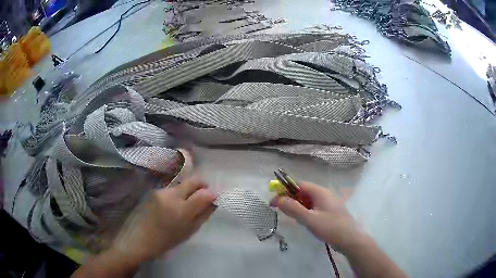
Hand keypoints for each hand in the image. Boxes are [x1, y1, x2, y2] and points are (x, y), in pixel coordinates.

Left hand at [111, 177, 216, 264]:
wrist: (143, 238)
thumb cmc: (169, 240)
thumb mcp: (190, 230)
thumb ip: (204, 214)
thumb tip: (213, 201)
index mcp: (182, 210)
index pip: (204, 194)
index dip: (212, 194)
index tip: (213, 198)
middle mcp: (172, 196)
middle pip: (193, 180)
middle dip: (202, 184)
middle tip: (204, 194)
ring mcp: (163, 191)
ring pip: (183, 183)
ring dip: (189, 189)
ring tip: (187, 202)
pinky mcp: (156, 190)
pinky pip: (173, 188)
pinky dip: (179, 192)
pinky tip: (175, 203)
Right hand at [271, 181, 359, 250]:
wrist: (349, 239)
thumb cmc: (330, 227)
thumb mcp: (309, 219)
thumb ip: (293, 209)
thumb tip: (278, 199)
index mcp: (320, 192)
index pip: (299, 185)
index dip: (285, 190)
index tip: (274, 200)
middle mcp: (324, 194)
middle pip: (303, 192)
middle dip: (290, 199)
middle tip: (280, 210)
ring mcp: (327, 203)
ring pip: (308, 201)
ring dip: (297, 207)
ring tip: (291, 218)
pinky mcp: (328, 212)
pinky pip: (313, 208)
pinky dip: (305, 212)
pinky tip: (303, 221)